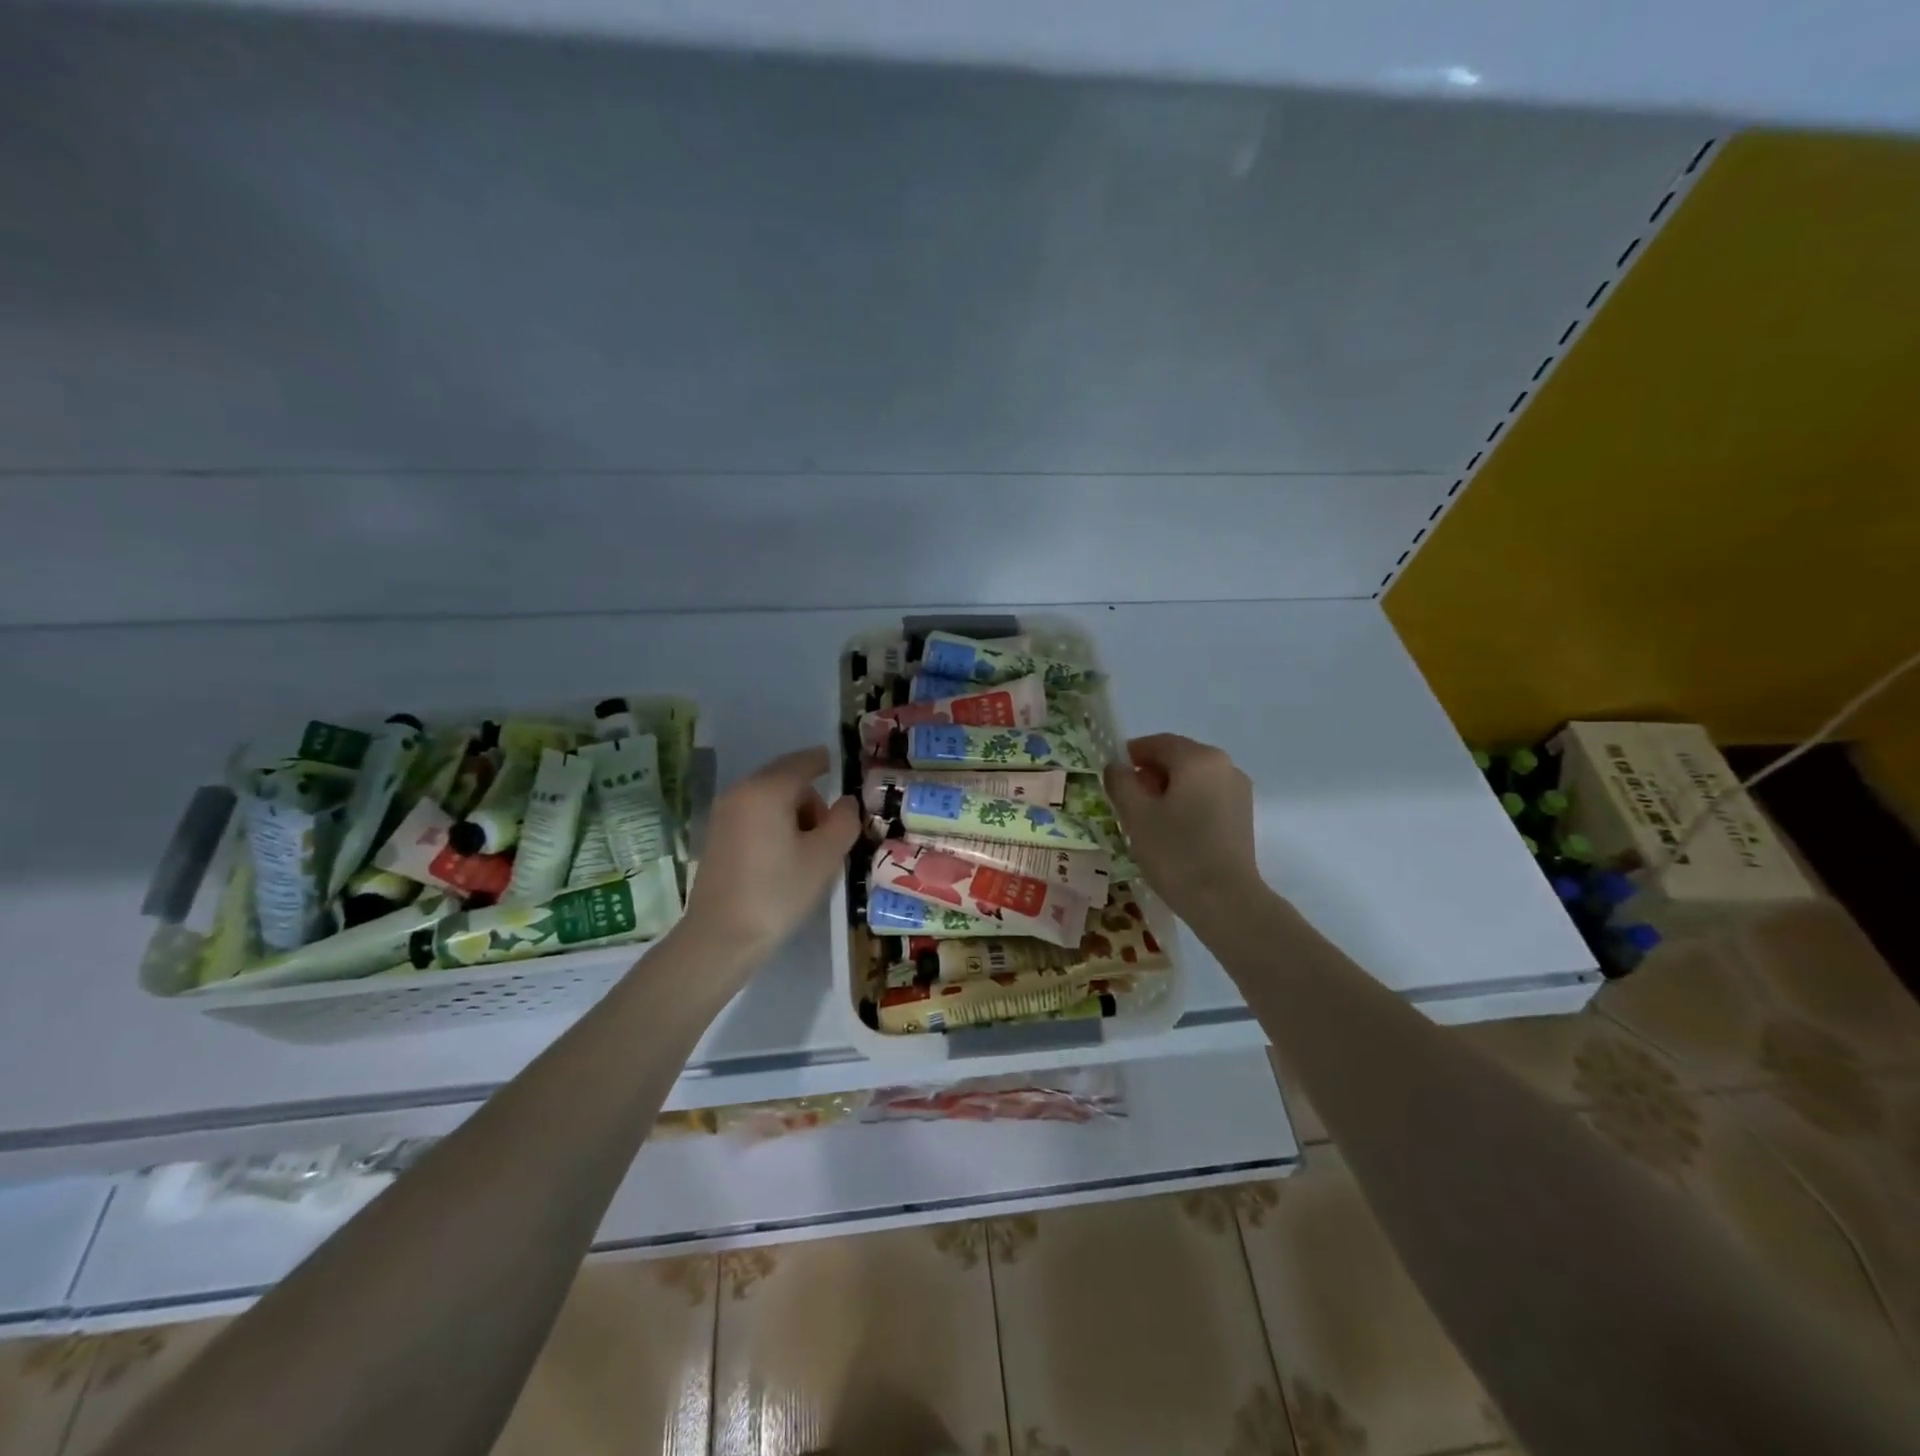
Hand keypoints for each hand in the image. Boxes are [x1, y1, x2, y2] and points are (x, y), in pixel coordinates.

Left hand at [681, 746, 861, 961]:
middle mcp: (741, 792)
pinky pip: (755, 816)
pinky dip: (775, 825)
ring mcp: (724, 814)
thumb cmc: (779, 892)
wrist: (721, 936)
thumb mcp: (825, 856)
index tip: (844, 768)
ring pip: (770, 799)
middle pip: (786, 780)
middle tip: (832, 832)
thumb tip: (846, 802)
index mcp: (767, 790)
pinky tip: (784, 858)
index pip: (804, 762)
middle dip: (812, 798)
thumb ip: (844, 820)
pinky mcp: (717, 836)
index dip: (826, 762)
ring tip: (809, 851)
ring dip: (794, 814)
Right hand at [1103, 733, 1264, 927]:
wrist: (1226, 901)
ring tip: (1147, 821)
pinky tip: (1172, 832)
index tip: (1111, 777)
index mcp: (1198, 758)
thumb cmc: (1176, 852)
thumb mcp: (1136, 815)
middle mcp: (1224, 766)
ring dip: (1167, 791)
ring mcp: (1238, 791)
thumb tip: (1116, 767)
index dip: (1130, 755)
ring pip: (1193, 779)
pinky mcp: (1242, 816)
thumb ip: (1120, 782)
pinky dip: (1186, 804)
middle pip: (1177, 759)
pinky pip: (1206, 797)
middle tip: (1125, 802)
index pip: (1157, 743)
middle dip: (1149, 774)